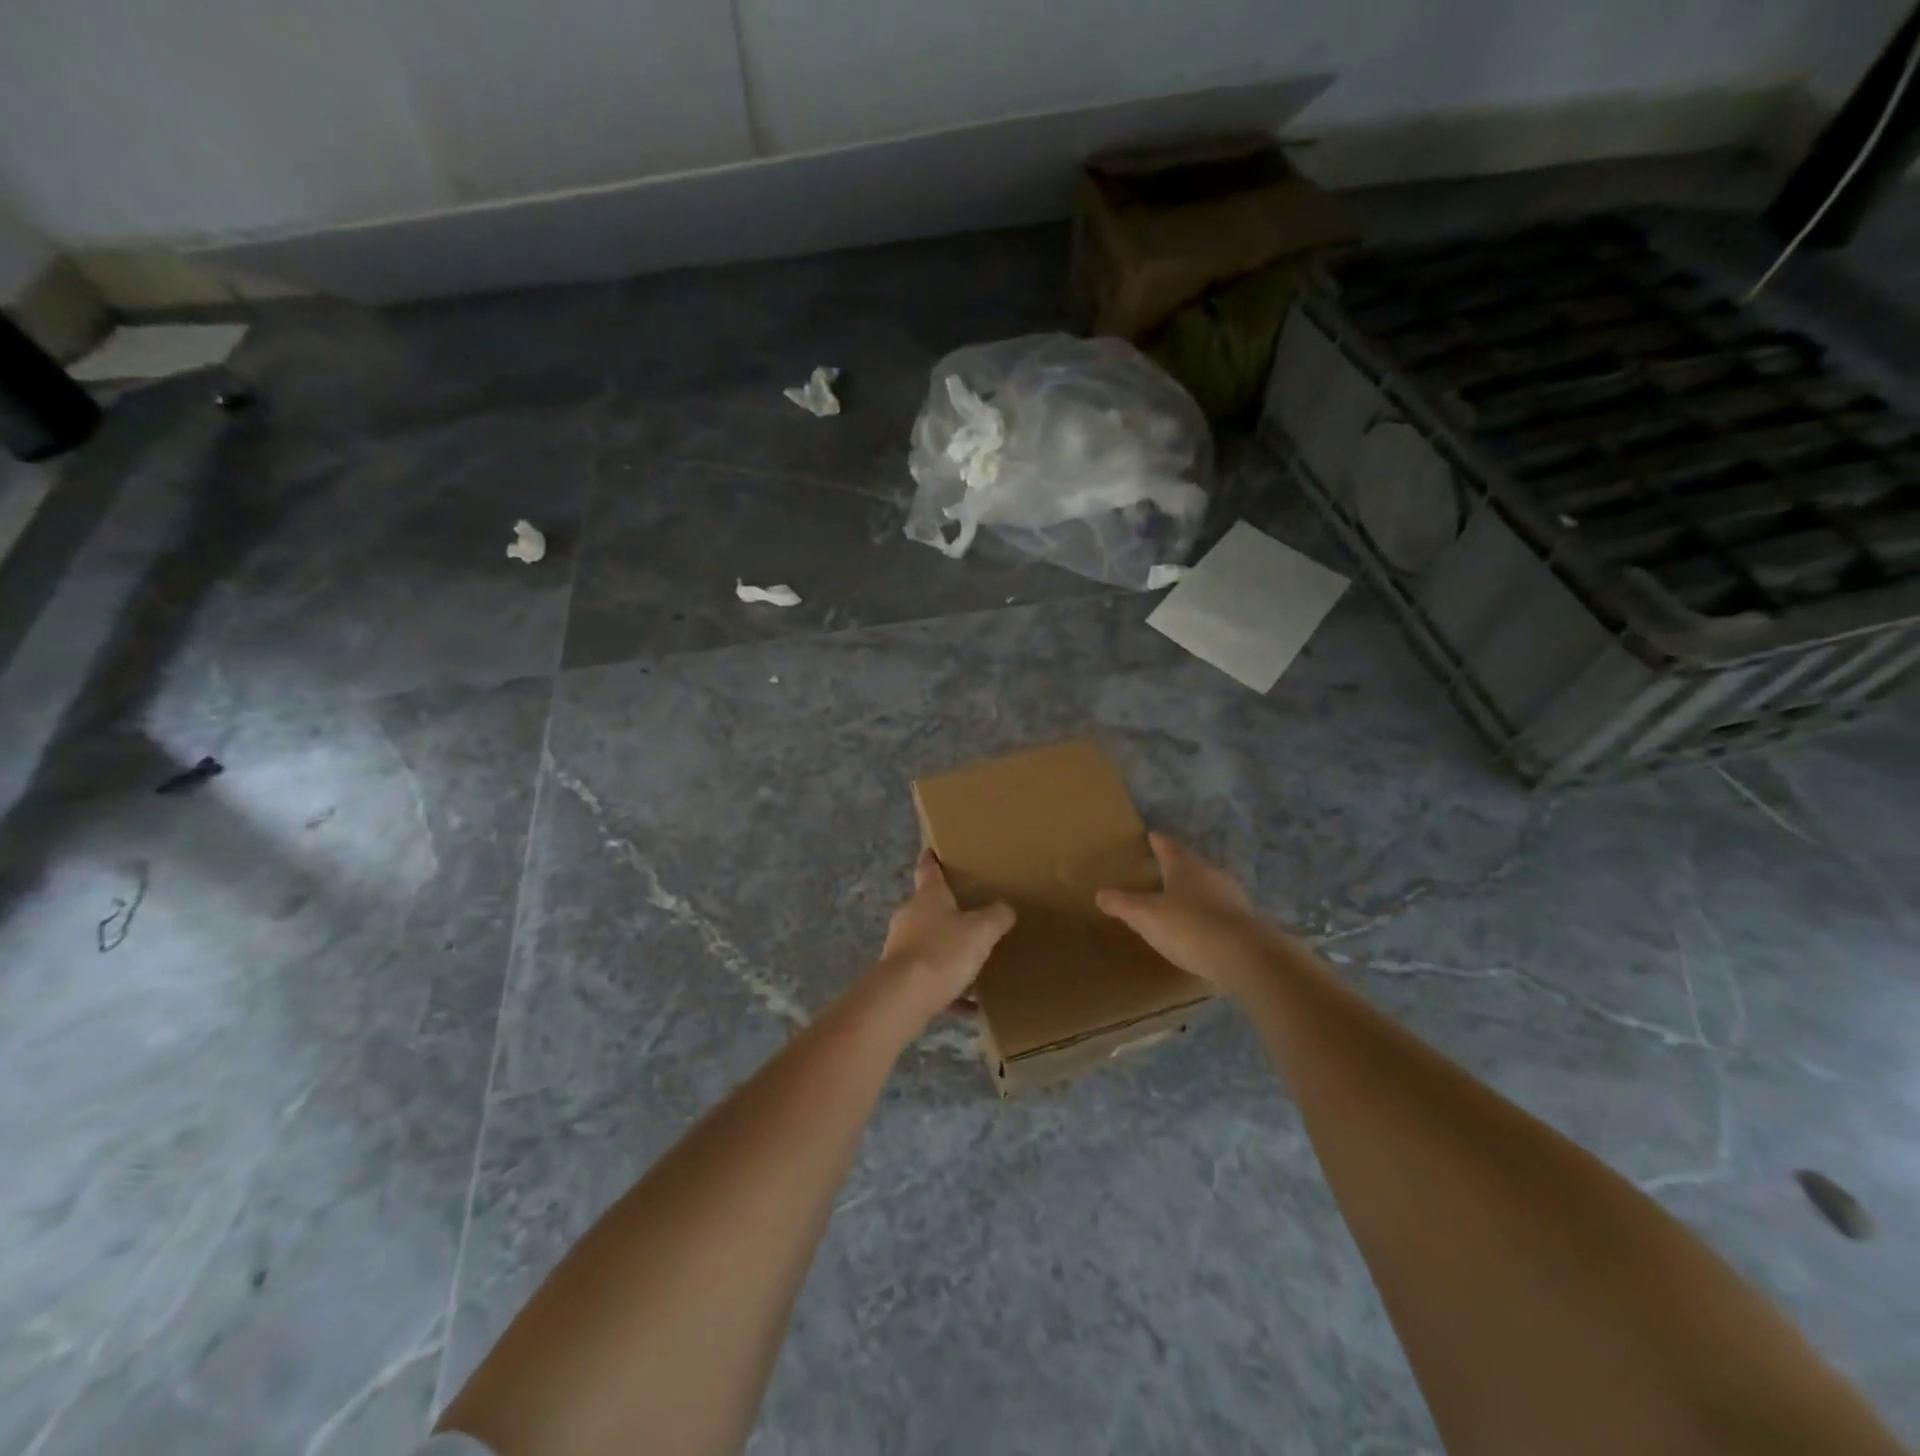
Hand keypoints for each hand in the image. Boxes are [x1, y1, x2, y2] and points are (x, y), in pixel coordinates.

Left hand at [874, 850, 1014, 1028]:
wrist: (903, 998)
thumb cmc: (942, 952)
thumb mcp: (981, 931)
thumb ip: (996, 917)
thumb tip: (1005, 908)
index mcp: (928, 896)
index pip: (928, 869)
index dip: (932, 859)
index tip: (931, 850)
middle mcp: (909, 916)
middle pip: (928, 907)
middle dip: (946, 910)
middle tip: (970, 911)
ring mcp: (900, 947)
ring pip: (928, 942)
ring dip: (947, 950)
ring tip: (973, 960)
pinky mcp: (899, 977)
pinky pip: (929, 977)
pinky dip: (947, 986)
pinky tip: (968, 1004)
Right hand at [1096, 834, 1281, 992]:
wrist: (1243, 956)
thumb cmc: (1188, 926)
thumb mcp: (1145, 916)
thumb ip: (1122, 904)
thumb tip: (1100, 893)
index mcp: (1185, 867)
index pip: (1169, 848)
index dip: (1159, 842)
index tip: (1153, 834)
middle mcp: (1211, 874)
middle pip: (1193, 864)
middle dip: (1180, 865)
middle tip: (1166, 868)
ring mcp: (1234, 897)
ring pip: (1211, 886)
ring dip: (1199, 890)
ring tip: (1186, 898)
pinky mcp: (1248, 922)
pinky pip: (1224, 910)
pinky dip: (1213, 913)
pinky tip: (1206, 926)